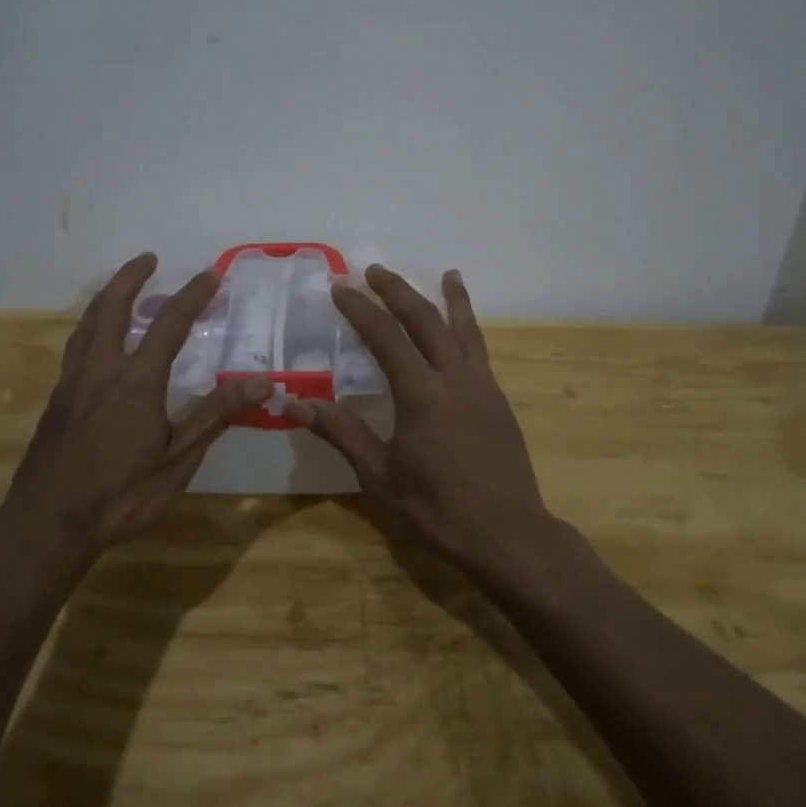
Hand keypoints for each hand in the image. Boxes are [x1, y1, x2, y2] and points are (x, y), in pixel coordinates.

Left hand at [7, 252, 269, 555]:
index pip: (169, 323)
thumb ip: (216, 415)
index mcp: (135, 380)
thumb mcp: (178, 459)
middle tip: (148, 258)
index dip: (193, 295)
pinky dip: (92, 326)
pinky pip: (76, 346)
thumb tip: (262, 382)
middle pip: (113, 308)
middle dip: (131, 277)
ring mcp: (73, 382)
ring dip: (107, 297)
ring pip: (88, 324)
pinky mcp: (57, 400)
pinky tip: (98, 341)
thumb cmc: (121, 494)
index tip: (212, 273)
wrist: (48, 524)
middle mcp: (100, 369)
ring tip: (122, 287)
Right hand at [290, 265, 551, 569]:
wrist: (508, 535)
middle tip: (375, 271)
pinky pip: (481, 350)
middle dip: (398, 291)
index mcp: (421, 394)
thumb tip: (297, 401)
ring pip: (464, 329)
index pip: (385, 337)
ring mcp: (482, 386)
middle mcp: (454, 378)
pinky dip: (471, 327)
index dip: (361, 309)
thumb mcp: (380, 477)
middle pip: (425, 320)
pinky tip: (465, 329)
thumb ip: (342, 433)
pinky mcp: (498, 400)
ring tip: (447, 273)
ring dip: (450, 298)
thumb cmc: (437, 510)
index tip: (340, 288)